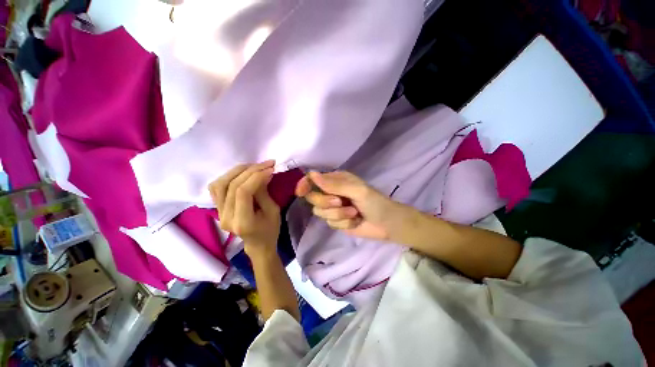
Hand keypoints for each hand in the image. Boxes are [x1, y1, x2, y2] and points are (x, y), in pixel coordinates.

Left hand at [209, 161, 280, 255]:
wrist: (258, 244)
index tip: (270, 169)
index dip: (256, 177)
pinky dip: (228, 177)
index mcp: (242, 222)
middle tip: (266, 164)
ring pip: (220, 184)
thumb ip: (264, 192)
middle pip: (231, 185)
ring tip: (253, 166)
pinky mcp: (218, 209)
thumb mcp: (273, 211)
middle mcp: (226, 217)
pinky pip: (216, 188)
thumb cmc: (270, 230)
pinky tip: (241, 173)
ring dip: (237, 171)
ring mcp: (219, 213)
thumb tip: (264, 173)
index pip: (243, 192)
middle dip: (250, 170)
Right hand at [295, 171, 413, 240]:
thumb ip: (334, 184)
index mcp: (336, 180)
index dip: (305, 184)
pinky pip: (330, 223)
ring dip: (338, 214)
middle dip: (326, 202)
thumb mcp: (356, 190)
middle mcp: (332, 192)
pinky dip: (343, 223)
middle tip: (340, 202)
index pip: (313, 179)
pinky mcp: (336, 221)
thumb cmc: (375, 202)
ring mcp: (333, 208)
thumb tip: (312, 175)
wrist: (387, 223)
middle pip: (313, 198)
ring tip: (353, 213)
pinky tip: (354, 221)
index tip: (300, 192)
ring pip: (320, 212)